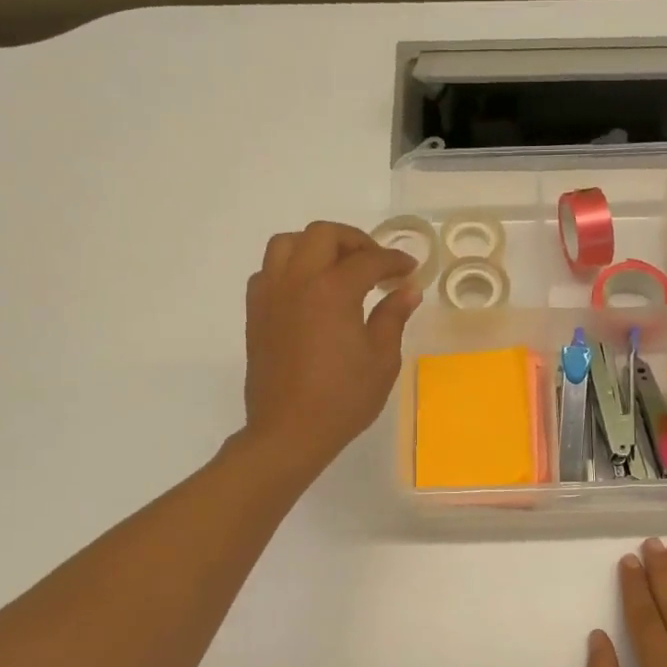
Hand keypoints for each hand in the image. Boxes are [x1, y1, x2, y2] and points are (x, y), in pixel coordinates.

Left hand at [244, 221, 422, 472]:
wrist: (289, 431)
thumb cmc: (343, 399)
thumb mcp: (381, 360)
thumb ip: (393, 317)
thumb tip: (407, 290)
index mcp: (333, 291)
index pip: (369, 260)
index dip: (394, 261)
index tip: (410, 270)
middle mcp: (297, 281)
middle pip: (323, 235)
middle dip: (354, 241)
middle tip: (375, 264)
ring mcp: (270, 295)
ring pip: (287, 244)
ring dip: (316, 246)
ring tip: (337, 268)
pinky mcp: (256, 313)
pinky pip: (269, 271)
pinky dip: (291, 269)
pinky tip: (308, 292)